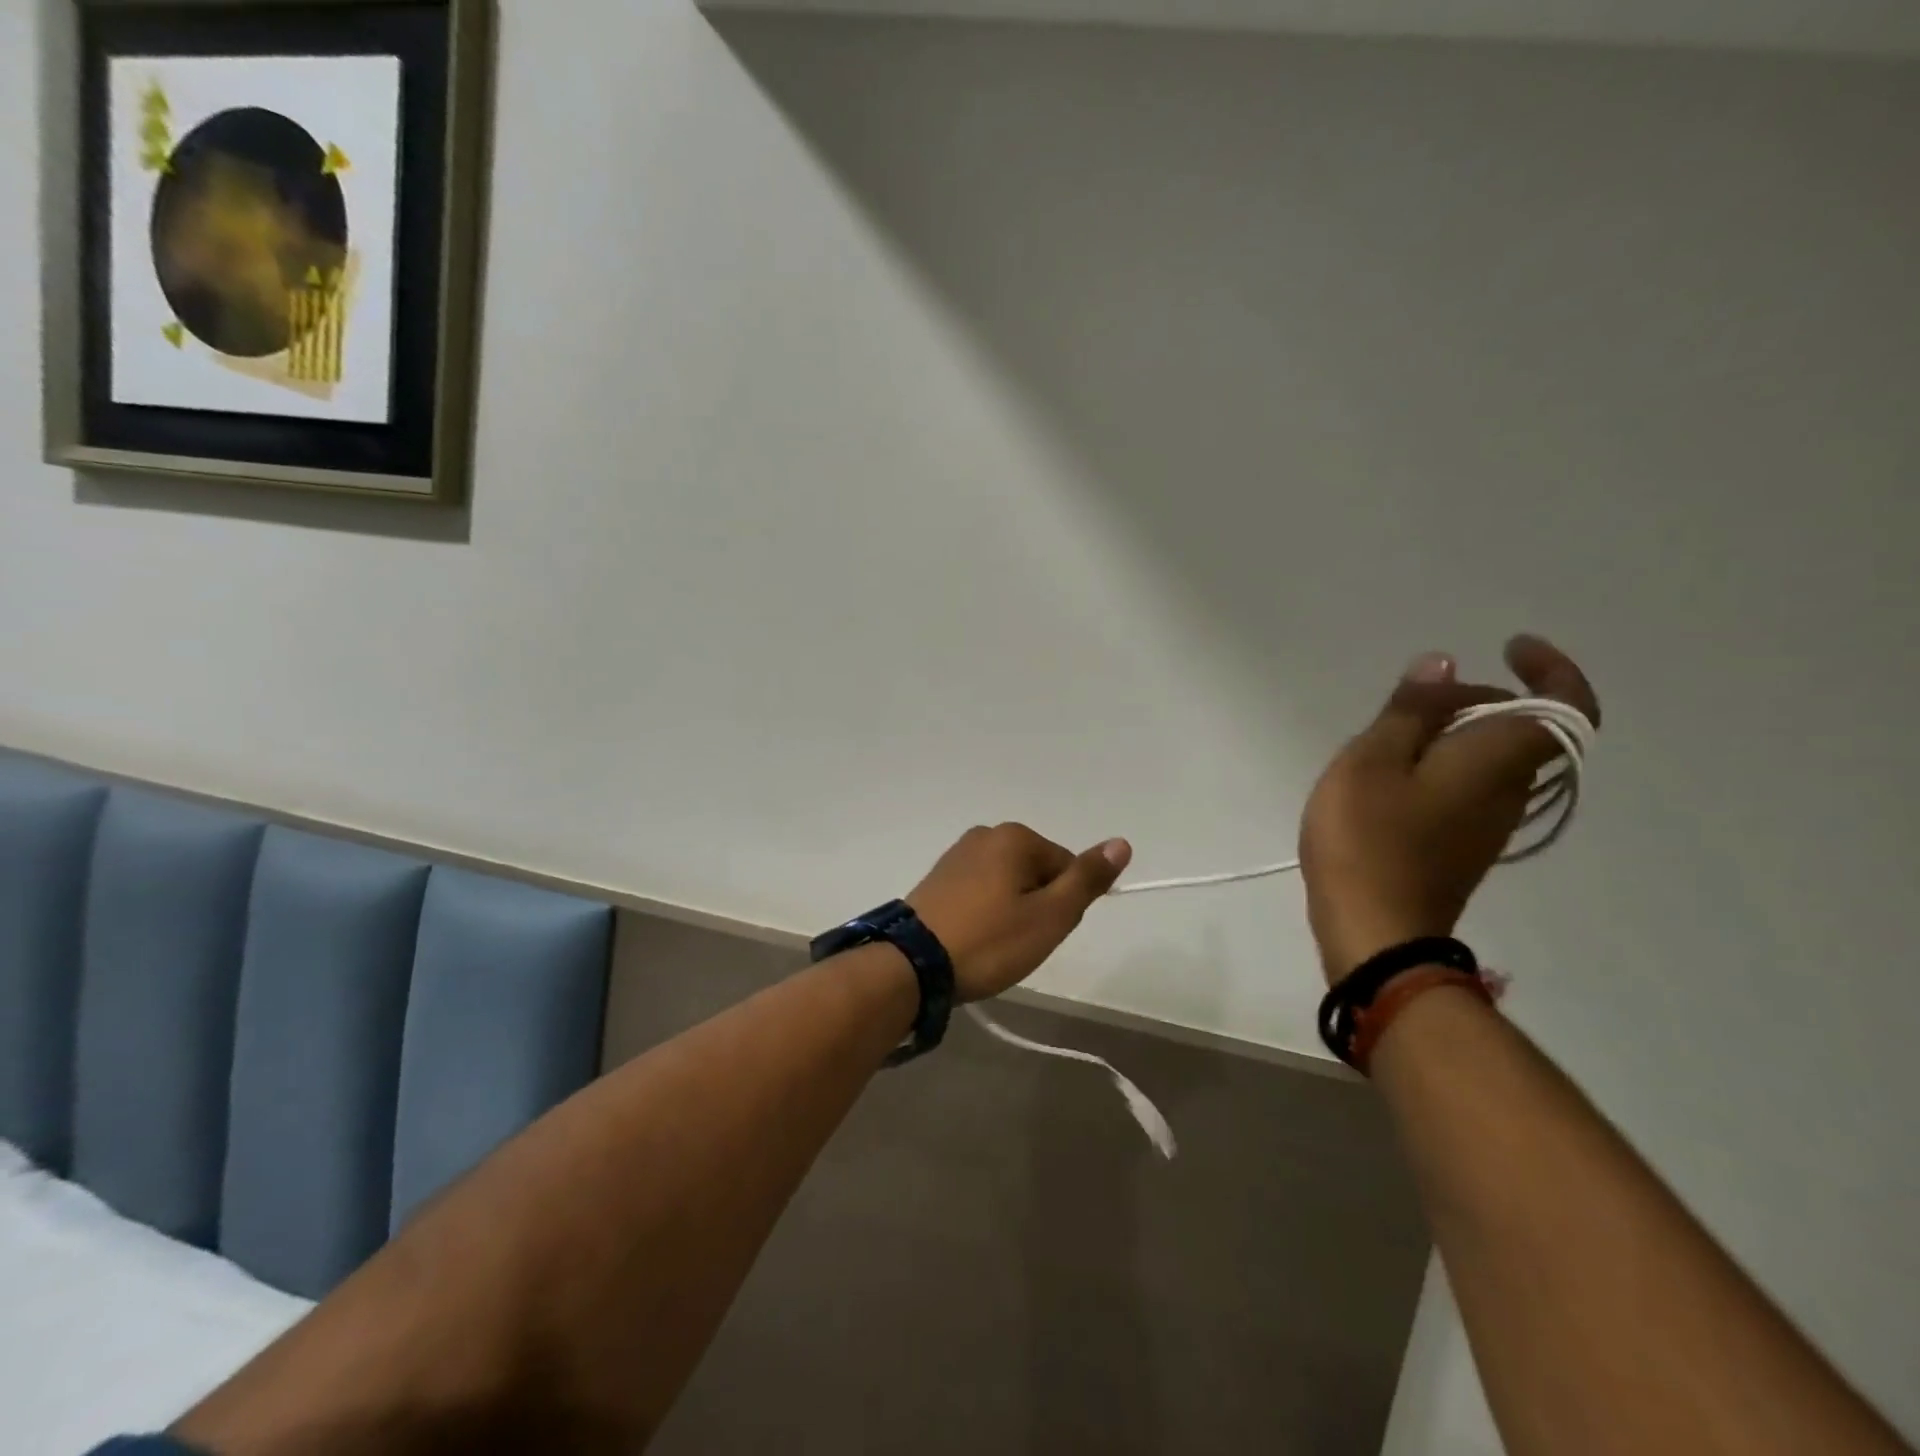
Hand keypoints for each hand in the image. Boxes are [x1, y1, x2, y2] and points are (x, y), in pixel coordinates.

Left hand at [907, 824, 1132, 1002]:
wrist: (912, 964)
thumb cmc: (990, 940)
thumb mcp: (1050, 915)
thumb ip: (1087, 879)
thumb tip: (1121, 843)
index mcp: (1014, 837)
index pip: (1065, 867)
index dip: (1062, 905)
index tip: (1041, 933)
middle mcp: (985, 834)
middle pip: (1036, 873)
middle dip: (1036, 907)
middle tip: (1017, 942)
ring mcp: (956, 854)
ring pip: (1007, 885)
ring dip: (1010, 912)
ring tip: (993, 945)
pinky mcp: (937, 878)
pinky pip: (979, 892)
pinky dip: (984, 914)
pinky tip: (972, 938)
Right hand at [1299, 635, 1600, 984]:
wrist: (1377, 932)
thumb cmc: (1369, 839)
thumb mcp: (1372, 761)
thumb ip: (1409, 711)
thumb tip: (1445, 666)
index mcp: (1496, 760)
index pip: (1565, 706)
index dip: (1552, 669)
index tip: (1509, 647)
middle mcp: (1509, 789)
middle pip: (1521, 728)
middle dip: (1477, 699)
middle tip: (1416, 698)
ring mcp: (1488, 823)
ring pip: (1492, 758)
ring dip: (1454, 733)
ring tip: (1391, 735)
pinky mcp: (1462, 846)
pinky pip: (1468, 786)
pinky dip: (1441, 765)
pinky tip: (1388, 777)